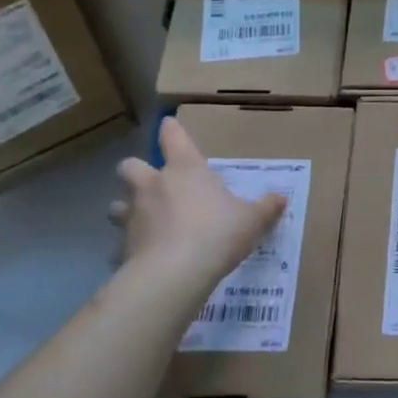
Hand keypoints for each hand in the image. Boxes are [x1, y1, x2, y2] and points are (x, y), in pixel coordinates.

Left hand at [110, 118, 285, 291]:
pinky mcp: (123, 247)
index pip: (173, 138)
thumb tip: (281, 199)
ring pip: (117, 205)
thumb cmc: (217, 232)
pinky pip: (121, 245)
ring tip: (143, 221)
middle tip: (151, 182)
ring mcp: (134, 216)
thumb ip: (266, 208)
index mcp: (185, 170)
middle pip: (130, 166)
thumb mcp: (252, 219)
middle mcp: (153, 186)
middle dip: (136, 170)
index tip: (168, 124)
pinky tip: (143, 258)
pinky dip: (129, 249)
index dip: (171, 129)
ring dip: (126, 209)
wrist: (175, 273)